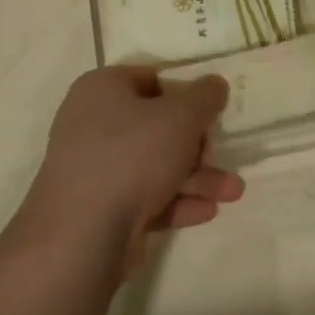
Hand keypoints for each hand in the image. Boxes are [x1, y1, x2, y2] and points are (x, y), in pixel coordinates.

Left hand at [21, 67, 243, 269]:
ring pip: (154, 165)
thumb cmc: (132, 156)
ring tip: (233, 193)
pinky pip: (144, 197)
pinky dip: (175, 202)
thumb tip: (215, 84)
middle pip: (156, 127)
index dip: (184, 95)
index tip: (209, 114)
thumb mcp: (181, 117)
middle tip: (216, 157)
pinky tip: (206, 212)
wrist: (82, 234)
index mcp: (102, 89)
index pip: (150, 80)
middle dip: (197, 146)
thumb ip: (205, 97)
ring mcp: (94, 169)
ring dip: (196, 177)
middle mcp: (92, 124)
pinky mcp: (99, 208)